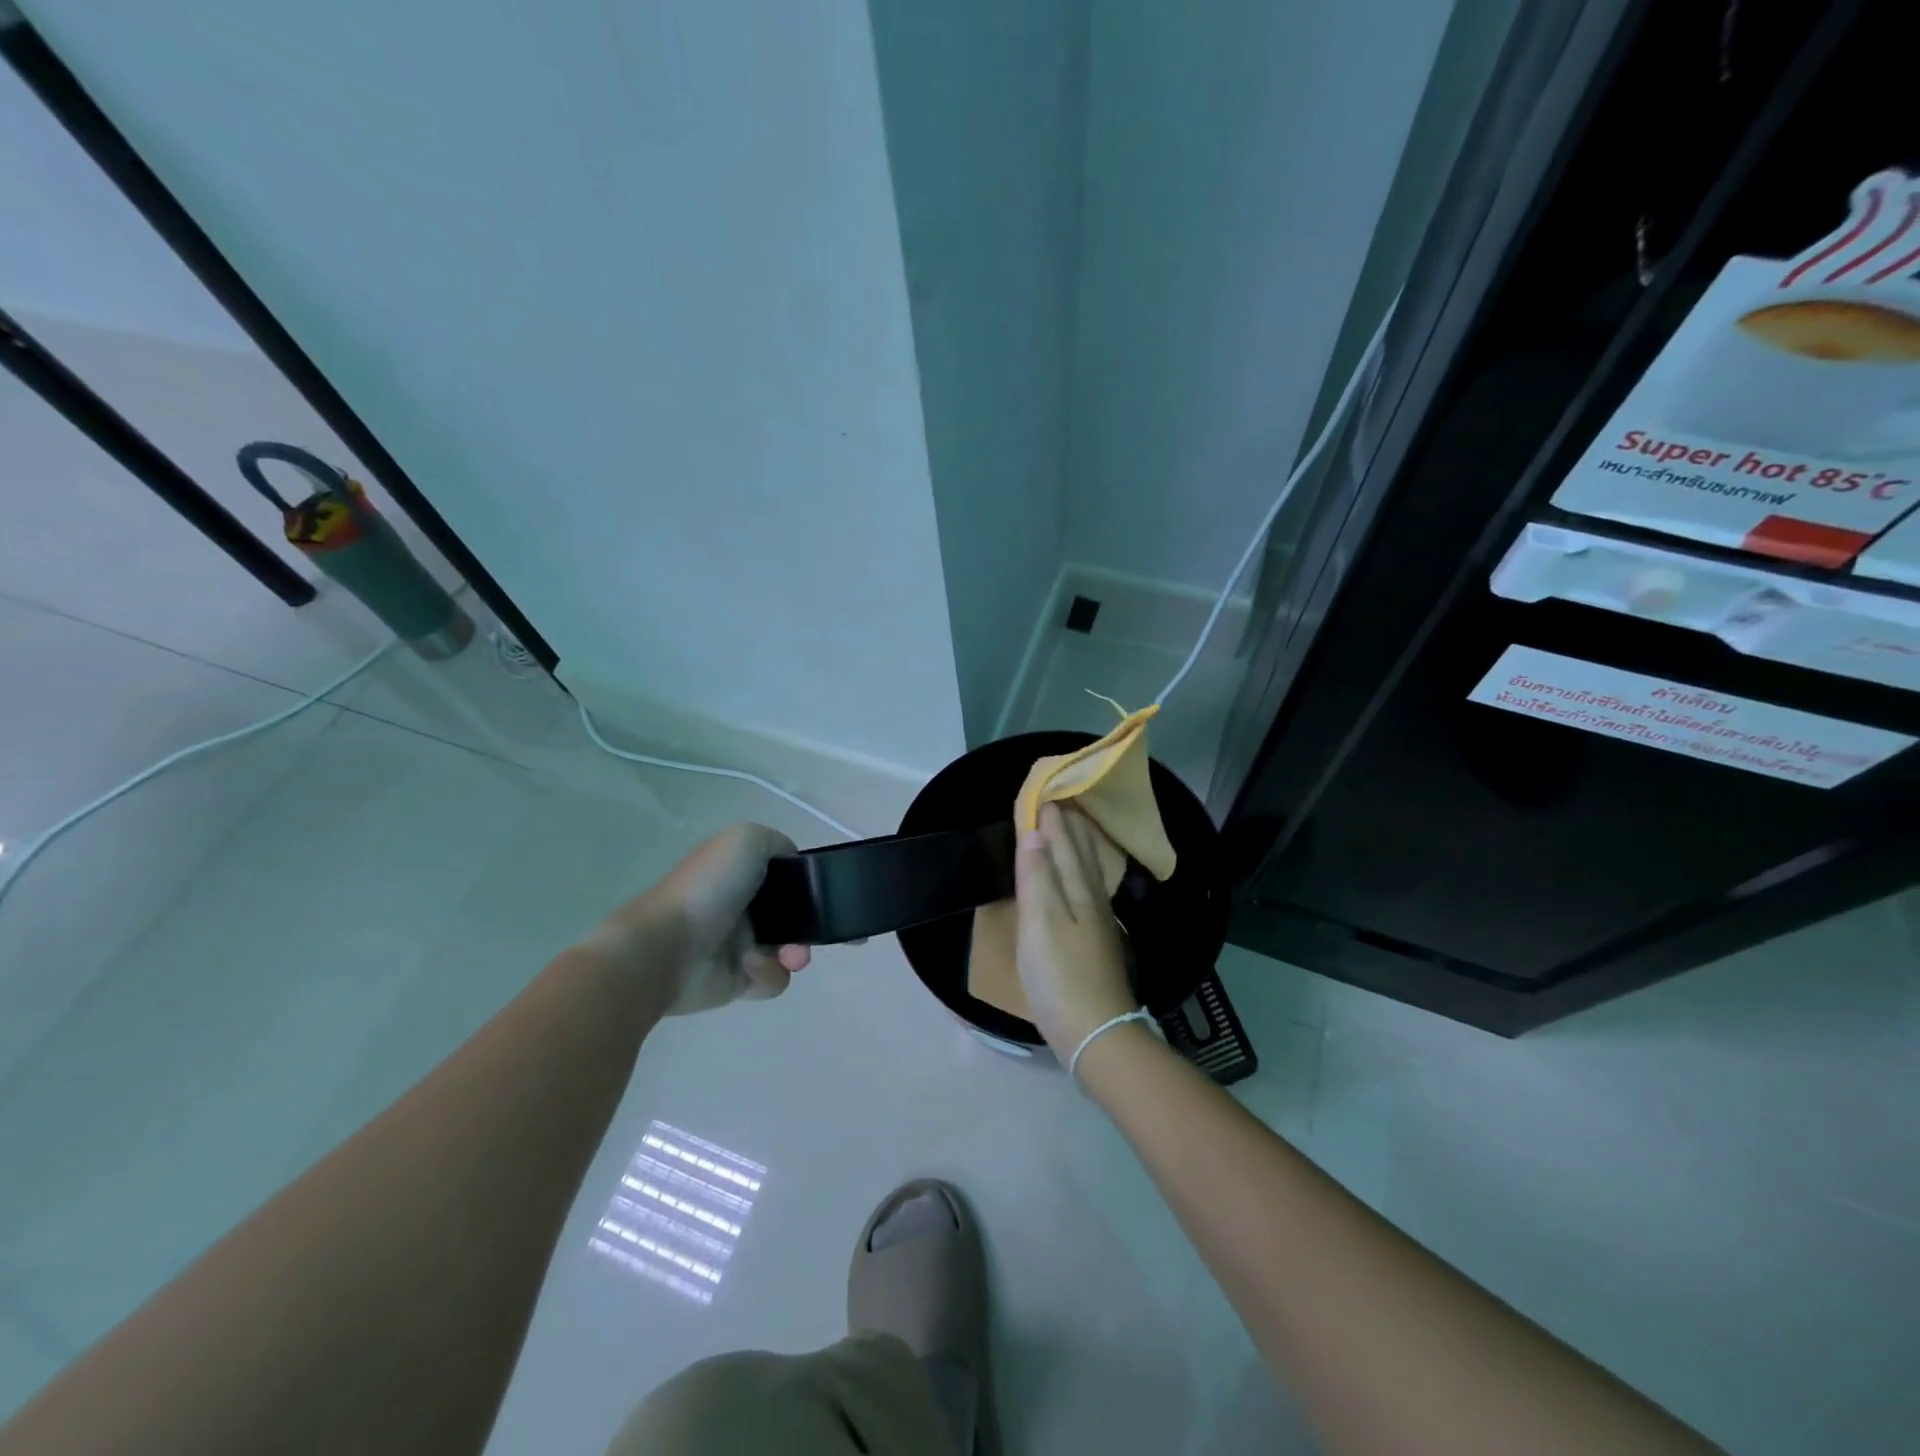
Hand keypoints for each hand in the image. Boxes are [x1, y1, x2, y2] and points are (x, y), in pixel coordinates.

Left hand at [585, 823, 810, 1015]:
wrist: (667, 949)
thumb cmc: (707, 889)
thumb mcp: (745, 840)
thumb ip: (776, 843)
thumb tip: (792, 863)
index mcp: (738, 873)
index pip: (782, 875)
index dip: (802, 883)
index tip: (813, 892)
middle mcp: (740, 906)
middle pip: (791, 916)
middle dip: (806, 924)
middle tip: (806, 934)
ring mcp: (738, 945)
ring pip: (788, 949)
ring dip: (793, 952)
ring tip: (786, 957)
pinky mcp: (737, 981)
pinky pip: (772, 978)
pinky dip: (769, 974)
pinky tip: (749, 968)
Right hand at [1014, 802, 1136, 1059]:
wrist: (1095, 1032)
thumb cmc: (1060, 976)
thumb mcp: (1040, 923)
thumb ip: (1037, 877)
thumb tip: (1036, 833)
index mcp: (1077, 892)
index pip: (1062, 846)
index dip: (1051, 822)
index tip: (1043, 794)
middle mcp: (1092, 902)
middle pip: (1080, 856)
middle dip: (1069, 829)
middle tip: (1061, 802)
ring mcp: (1098, 925)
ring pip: (1088, 874)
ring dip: (1079, 849)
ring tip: (1075, 830)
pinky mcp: (1097, 945)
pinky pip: (1090, 892)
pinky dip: (1083, 875)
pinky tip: (1084, 883)